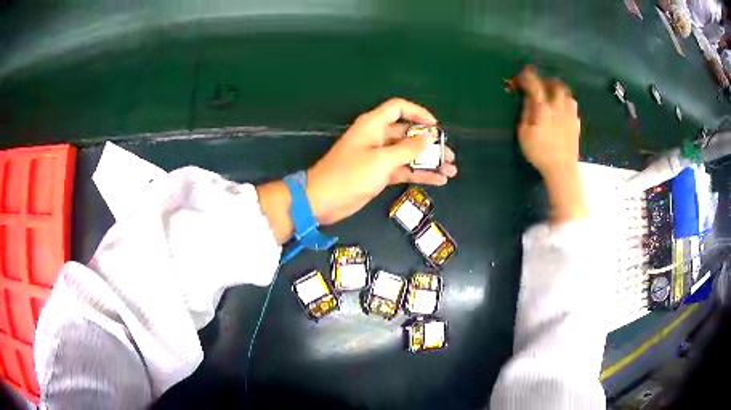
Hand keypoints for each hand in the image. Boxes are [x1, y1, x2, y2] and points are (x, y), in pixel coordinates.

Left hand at [307, 98, 457, 224]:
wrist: (323, 200)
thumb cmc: (350, 174)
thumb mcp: (382, 160)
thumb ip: (408, 149)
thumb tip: (430, 138)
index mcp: (374, 124)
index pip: (398, 108)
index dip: (418, 113)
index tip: (436, 126)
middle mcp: (377, 137)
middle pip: (408, 133)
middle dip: (430, 143)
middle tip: (450, 154)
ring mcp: (379, 156)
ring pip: (408, 154)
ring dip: (429, 161)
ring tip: (451, 169)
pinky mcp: (379, 174)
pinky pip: (403, 169)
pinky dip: (419, 174)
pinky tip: (438, 180)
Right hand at [517, 67, 586, 223]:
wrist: (562, 170)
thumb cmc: (540, 152)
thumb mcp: (524, 133)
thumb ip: (526, 112)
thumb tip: (529, 98)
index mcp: (544, 108)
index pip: (536, 85)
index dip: (528, 77)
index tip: (522, 72)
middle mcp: (559, 107)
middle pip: (556, 86)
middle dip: (547, 80)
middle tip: (540, 83)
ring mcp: (570, 115)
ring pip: (567, 94)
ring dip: (559, 90)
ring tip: (553, 94)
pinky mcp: (576, 124)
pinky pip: (573, 107)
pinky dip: (567, 103)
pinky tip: (563, 109)